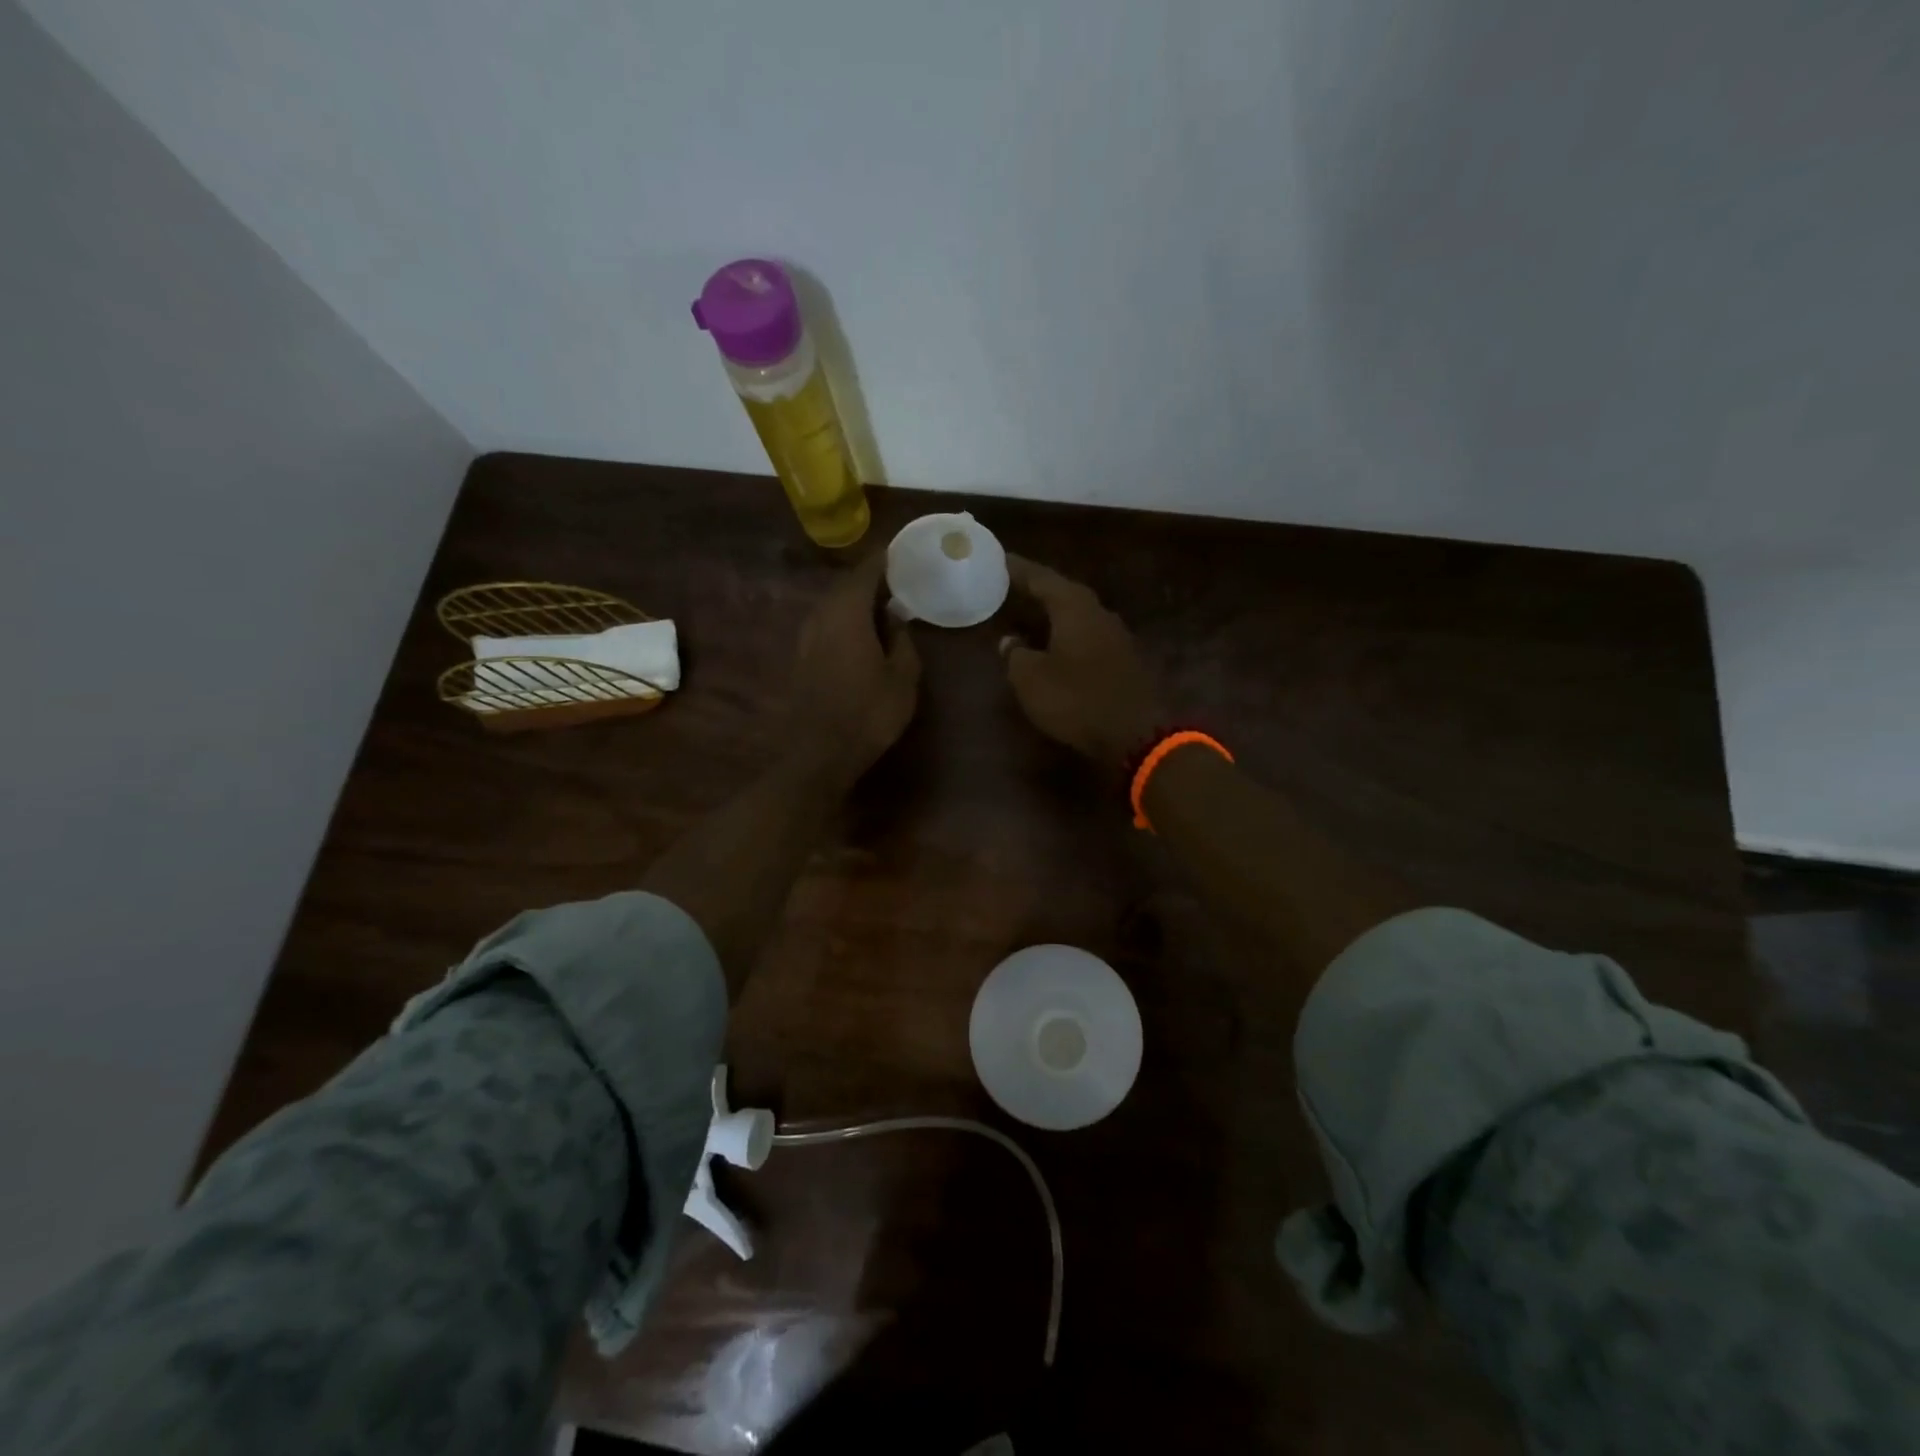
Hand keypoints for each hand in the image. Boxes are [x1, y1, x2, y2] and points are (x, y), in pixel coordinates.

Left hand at [790, 551, 920, 784]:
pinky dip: (846, 620)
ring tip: (883, 605)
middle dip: (871, 579)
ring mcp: (806, 637)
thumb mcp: (902, 678)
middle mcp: (820, 616)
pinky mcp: (801, 657)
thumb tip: (897, 619)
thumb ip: (903, 641)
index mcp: (846, 612)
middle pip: (846, 585)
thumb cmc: (868, 712)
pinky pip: (827, 625)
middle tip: (899, 579)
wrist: (820, 752)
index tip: (902, 551)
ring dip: (856, 601)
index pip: (865, 571)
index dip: (884, 559)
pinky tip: (863, 633)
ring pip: (833, 605)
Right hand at [1003, 555, 1161, 767]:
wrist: (1137, 733)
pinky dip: (1069, 638)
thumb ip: (1016, 655)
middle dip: (1039, 590)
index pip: (1042, 578)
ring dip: (1055, 615)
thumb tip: (1010, 641)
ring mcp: (1117, 637)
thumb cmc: (1077, 699)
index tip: (1000, 559)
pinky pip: (1089, 639)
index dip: (1018, 569)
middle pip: (1064, 593)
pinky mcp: (1125, 662)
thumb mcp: (1031, 679)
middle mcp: (1099, 613)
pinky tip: (1057, 648)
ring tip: (1031, 616)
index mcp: (1074, 607)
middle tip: (1014, 586)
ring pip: (1079, 617)